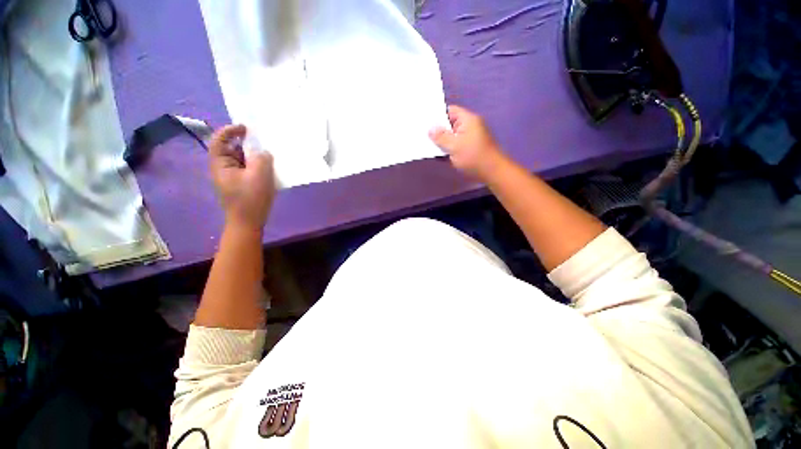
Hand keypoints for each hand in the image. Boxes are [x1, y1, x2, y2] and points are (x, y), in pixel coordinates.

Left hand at [209, 125, 275, 232]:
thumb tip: (264, 153)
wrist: (248, 222)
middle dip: (247, 144)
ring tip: (270, 156)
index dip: (231, 130)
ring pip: (243, 160)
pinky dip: (258, 166)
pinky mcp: (243, 184)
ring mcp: (234, 177)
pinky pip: (250, 170)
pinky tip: (270, 169)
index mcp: (221, 164)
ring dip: (255, 156)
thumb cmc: (251, 198)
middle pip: (233, 149)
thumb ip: (262, 159)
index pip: (219, 140)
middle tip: (265, 143)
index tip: (247, 129)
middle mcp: (224, 168)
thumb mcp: (259, 175)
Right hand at [429, 105, 505, 180]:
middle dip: (437, 130)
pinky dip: (447, 149)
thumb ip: (441, 137)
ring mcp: (469, 138)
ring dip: (441, 141)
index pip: (450, 111)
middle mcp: (469, 126)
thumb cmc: (473, 157)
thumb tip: (430, 129)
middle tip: (421, 133)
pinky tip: (436, 153)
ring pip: (451, 136)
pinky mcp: (468, 149)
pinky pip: (455, 145)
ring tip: (426, 143)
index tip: (424, 121)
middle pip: (449, 124)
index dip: (437, 115)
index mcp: (467, 120)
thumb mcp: (454, 146)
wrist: (492, 172)